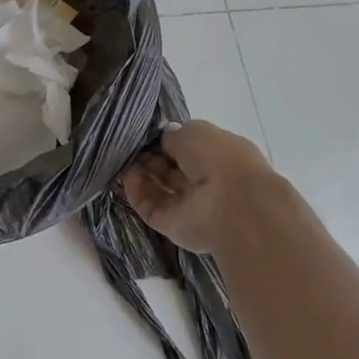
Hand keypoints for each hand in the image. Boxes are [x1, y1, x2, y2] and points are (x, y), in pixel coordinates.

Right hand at [121, 121, 278, 254]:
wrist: (234, 208)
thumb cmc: (219, 159)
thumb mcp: (195, 132)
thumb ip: (174, 134)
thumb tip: (164, 136)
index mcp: (219, 157)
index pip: (188, 149)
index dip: (166, 141)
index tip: (145, 135)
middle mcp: (205, 182)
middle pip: (171, 170)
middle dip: (150, 157)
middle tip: (130, 147)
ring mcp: (188, 207)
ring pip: (158, 190)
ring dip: (140, 174)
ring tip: (124, 160)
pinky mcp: (172, 226)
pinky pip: (149, 208)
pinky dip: (136, 193)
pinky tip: (126, 177)